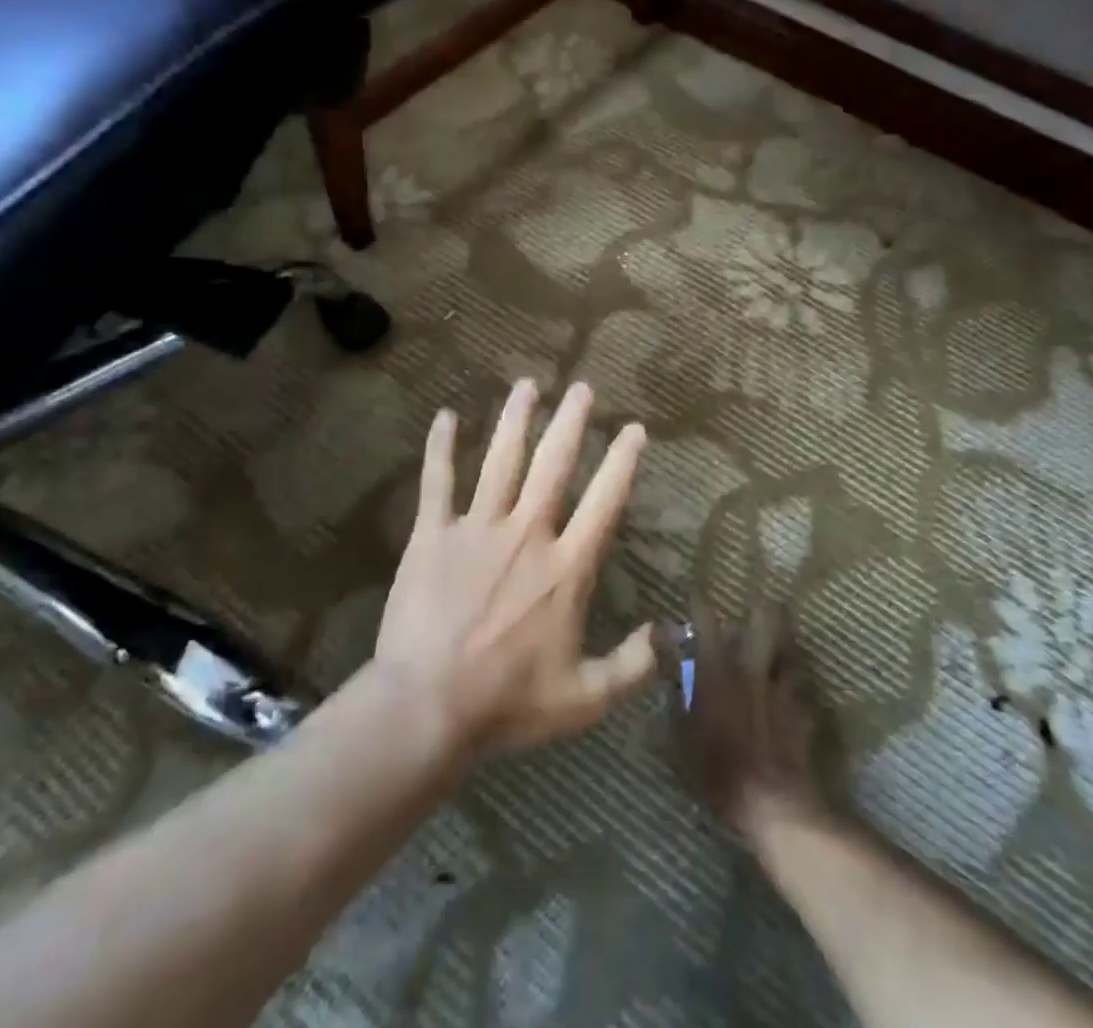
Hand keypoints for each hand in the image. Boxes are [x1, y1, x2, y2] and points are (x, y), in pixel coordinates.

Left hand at [375, 379, 656, 755]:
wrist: (427, 707)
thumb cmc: (507, 703)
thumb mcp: (583, 698)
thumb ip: (630, 666)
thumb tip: (666, 637)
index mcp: (566, 567)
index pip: (605, 501)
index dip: (623, 461)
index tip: (634, 429)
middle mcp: (527, 533)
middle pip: (553, 465)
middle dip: (571, 422)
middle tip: (582, 388)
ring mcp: (477, 528)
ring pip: (501, 461)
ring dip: (516, 421)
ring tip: (527, 385)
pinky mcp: (433, 535)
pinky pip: (438, 482)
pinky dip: (441, 448)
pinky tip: (444, 416)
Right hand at [670, 601, 826, 843]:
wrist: (775, 805)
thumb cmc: (719, 773)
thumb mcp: (680, 743)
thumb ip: (673, 707)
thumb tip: (667, 683)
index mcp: (718, 674)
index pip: (707, 624)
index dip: (700, 603)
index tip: (695, 590)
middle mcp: (751, 671)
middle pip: (764, 623)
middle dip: (763, 607)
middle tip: (762, 600)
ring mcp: (782, 689)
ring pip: (789, 650)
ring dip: (786, 641)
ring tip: (784, 635)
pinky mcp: (804, 710)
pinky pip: (803, 687)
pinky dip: (798, 683)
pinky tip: (798, 688)